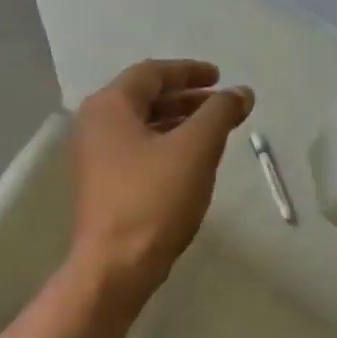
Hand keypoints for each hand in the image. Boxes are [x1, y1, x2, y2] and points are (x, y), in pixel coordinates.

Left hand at [69, 59, 254, 301]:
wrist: (116, 265)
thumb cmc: (155, 199)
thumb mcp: (196, 149)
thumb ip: (220, 113)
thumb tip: (241, 92)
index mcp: (110, 106)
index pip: (152, 73)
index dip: (189, 71)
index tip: (220, 77)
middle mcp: (95, 125)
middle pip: (145, 98)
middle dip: (187, 98)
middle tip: (221, 105)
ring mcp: (95, 158)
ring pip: (142, 126)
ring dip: (178, 123)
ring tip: (213, 131)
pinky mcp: (103, 186)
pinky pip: (138, 151)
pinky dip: (166, 146)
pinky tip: (191, 161)